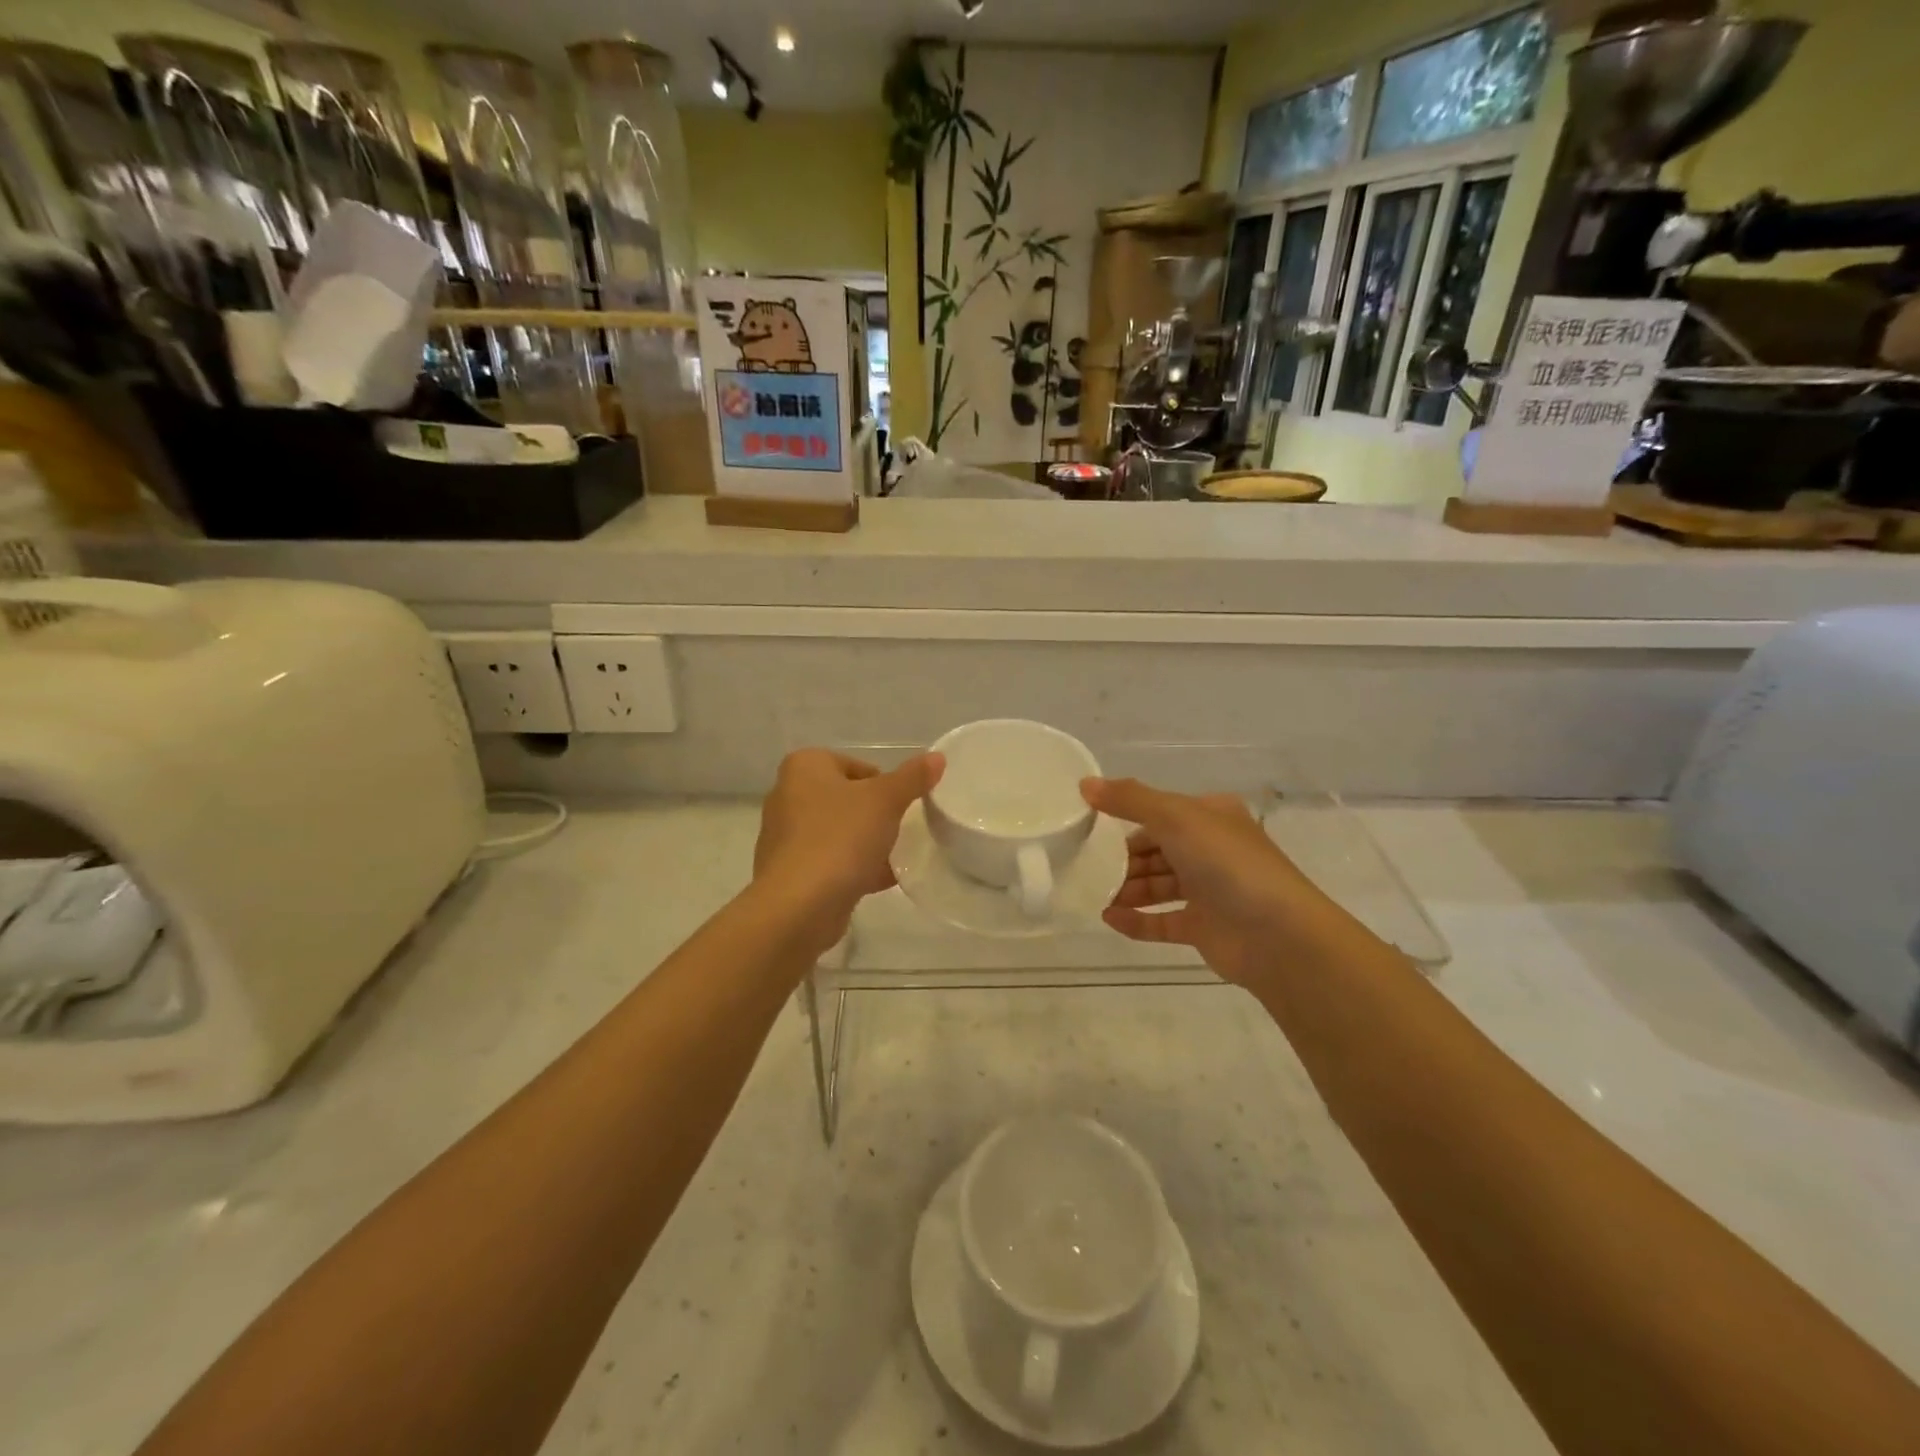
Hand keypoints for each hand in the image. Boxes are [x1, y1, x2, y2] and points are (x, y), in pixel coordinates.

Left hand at [755, 749, 943, 939]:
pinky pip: (830, 861)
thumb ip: (913, 777)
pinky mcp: (790, 872)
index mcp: (804, 767)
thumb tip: (937, 757)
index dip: (882, 784)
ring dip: (866, 843)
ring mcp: (786, 836)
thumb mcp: (886, 800)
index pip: (854, 765)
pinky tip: (882, 880)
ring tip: (895, 857)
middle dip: (874, 814)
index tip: (900, 806)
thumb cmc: (840, 837)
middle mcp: (787, 795)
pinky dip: (854, 868)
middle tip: (900, 830)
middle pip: (846, 799)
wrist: (800, 906)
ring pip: (838, 831)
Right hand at [1081, 777, 1340, 987]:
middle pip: (1156, 850)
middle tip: (1086, 865)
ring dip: (1126, 889)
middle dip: (1122, 858)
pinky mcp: (1204, 929)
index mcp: (1210, 817)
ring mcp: (1209, 892)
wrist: (1279, 935)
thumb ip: (1129, 799)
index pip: (1160, 812)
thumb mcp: (1176, 817)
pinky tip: (1108, 919)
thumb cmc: (1228, 864)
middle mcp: (1211, 850)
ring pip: (1158, 885)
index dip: (1125, 817)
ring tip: (1092, 893)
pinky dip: (1136, 920)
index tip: (1089, 826)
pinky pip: (1162, 922)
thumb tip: (1085, 784)